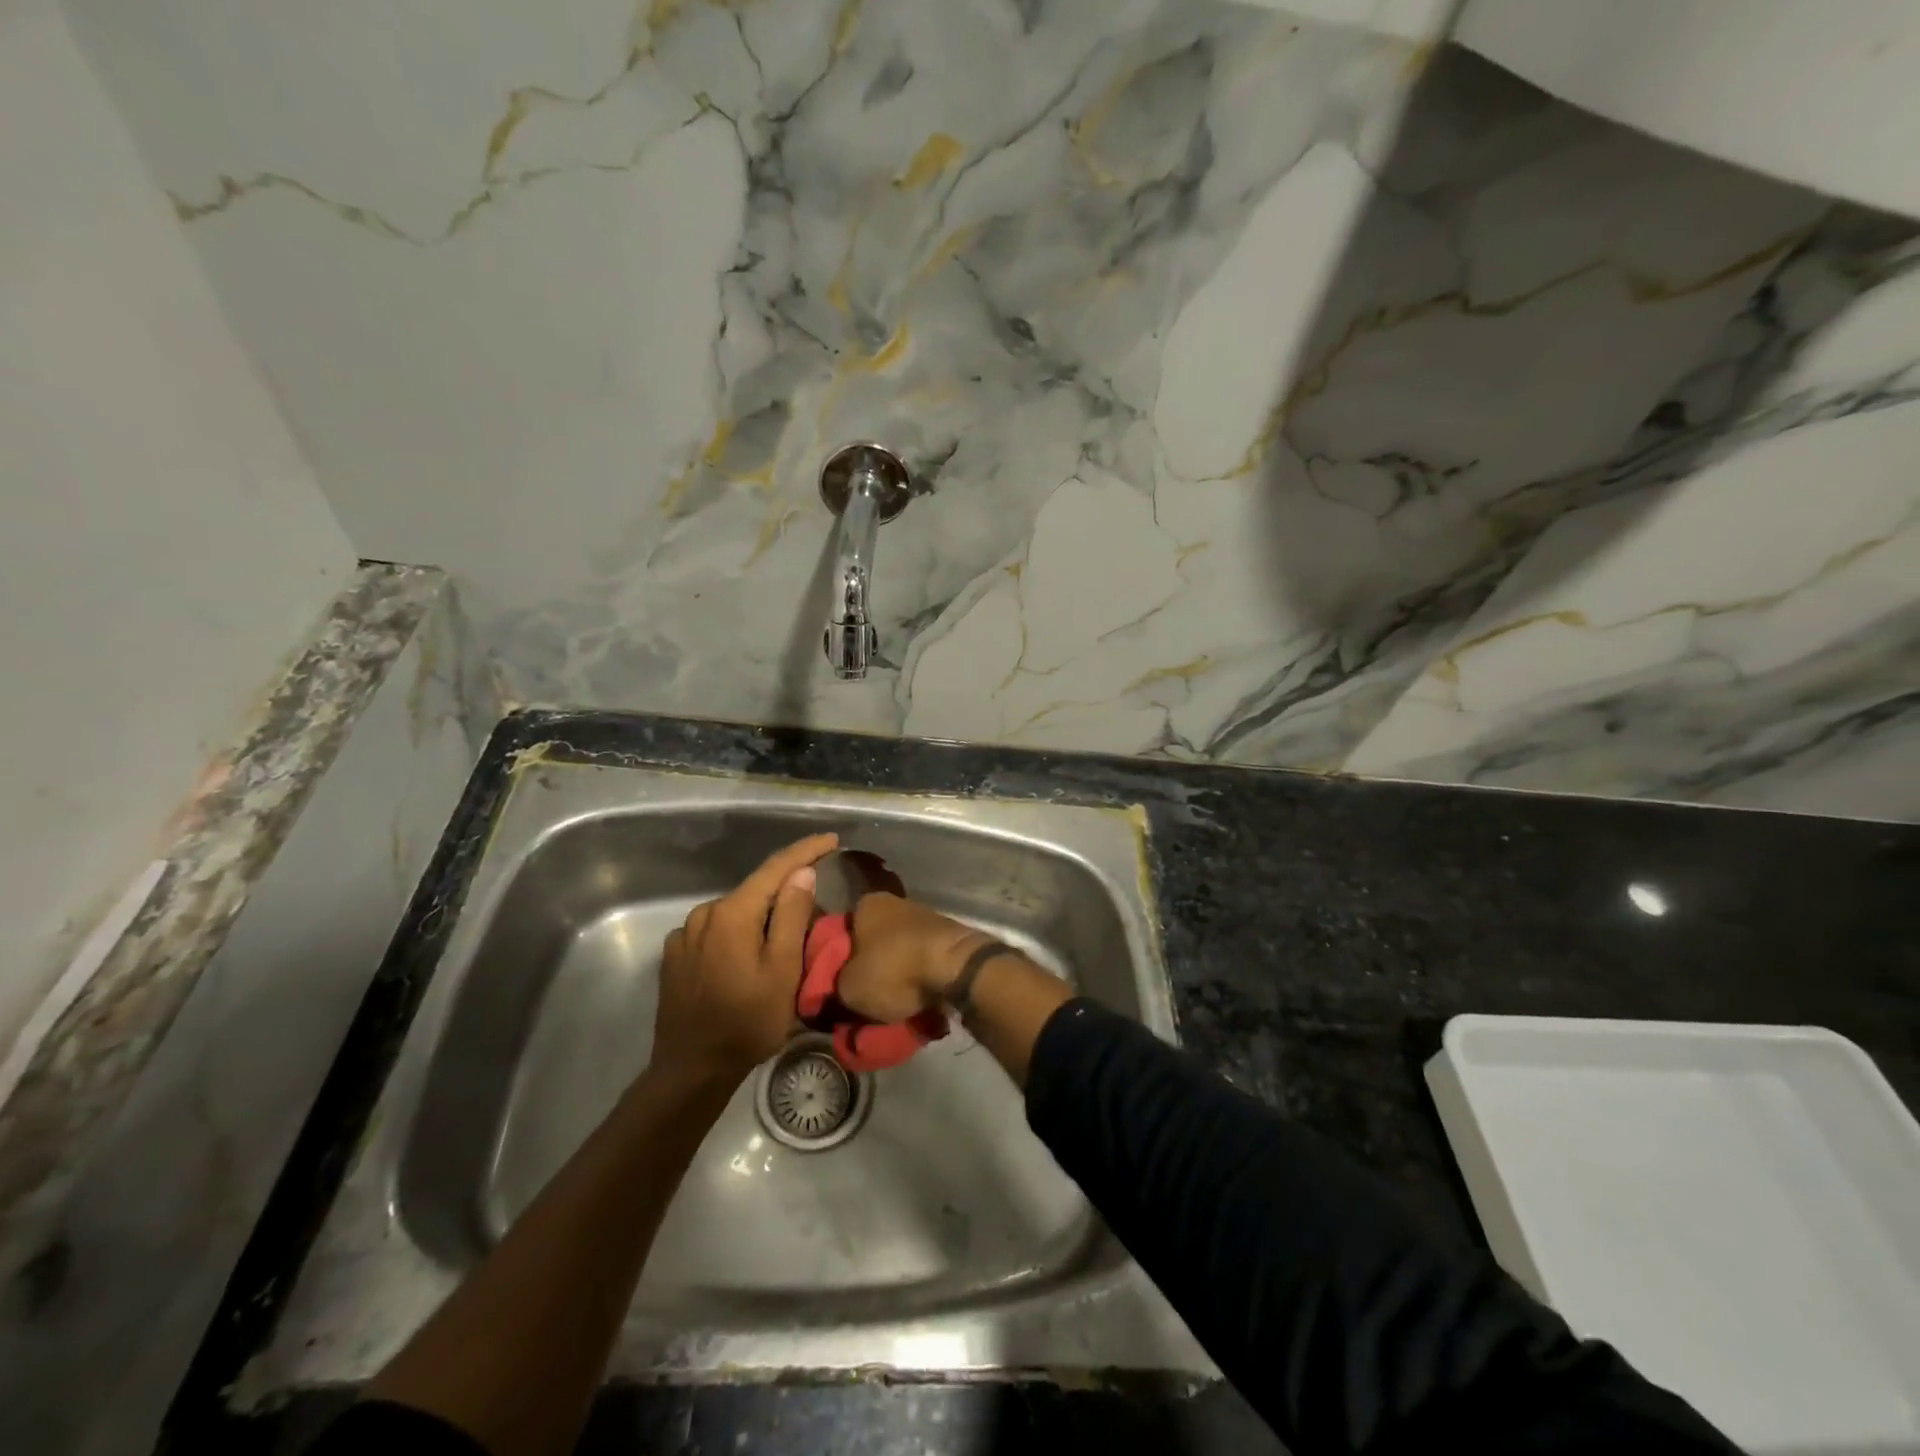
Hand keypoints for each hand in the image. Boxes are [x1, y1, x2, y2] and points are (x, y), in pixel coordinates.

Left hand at [650, 833, 838, 1088]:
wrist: (691, 1069)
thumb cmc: (747, 1022)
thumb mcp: (783, 970)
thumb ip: (792, 916)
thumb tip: (801, 873)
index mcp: (732, 912)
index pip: (775, 868)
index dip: (806, 850)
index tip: (831, 839)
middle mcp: (704, 913)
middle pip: (756, 891)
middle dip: (787, 893)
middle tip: (817, 911)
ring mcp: (685, 935)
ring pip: (736, 912)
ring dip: (761, 915)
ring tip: (784, 939)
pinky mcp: (675, 956)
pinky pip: (716, 931)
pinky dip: (738, 933)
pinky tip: (748, 956)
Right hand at [835, 892, 987, 1023]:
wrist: (957, 967)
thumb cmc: (894, 969)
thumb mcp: (849, 988)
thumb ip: (834, 986)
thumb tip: (833, 989)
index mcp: (866, 904)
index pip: (840, 930)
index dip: (835, 958)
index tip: (835, 982)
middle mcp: (895, 902)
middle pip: (871, 939)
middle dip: (867, 965)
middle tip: (862, 995)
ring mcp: (924, 916)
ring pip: (898, 949)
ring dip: (894, 971)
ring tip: (890, 1003)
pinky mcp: (947, 935)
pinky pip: (921, 958)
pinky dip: (917, 975)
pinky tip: (915, 996)